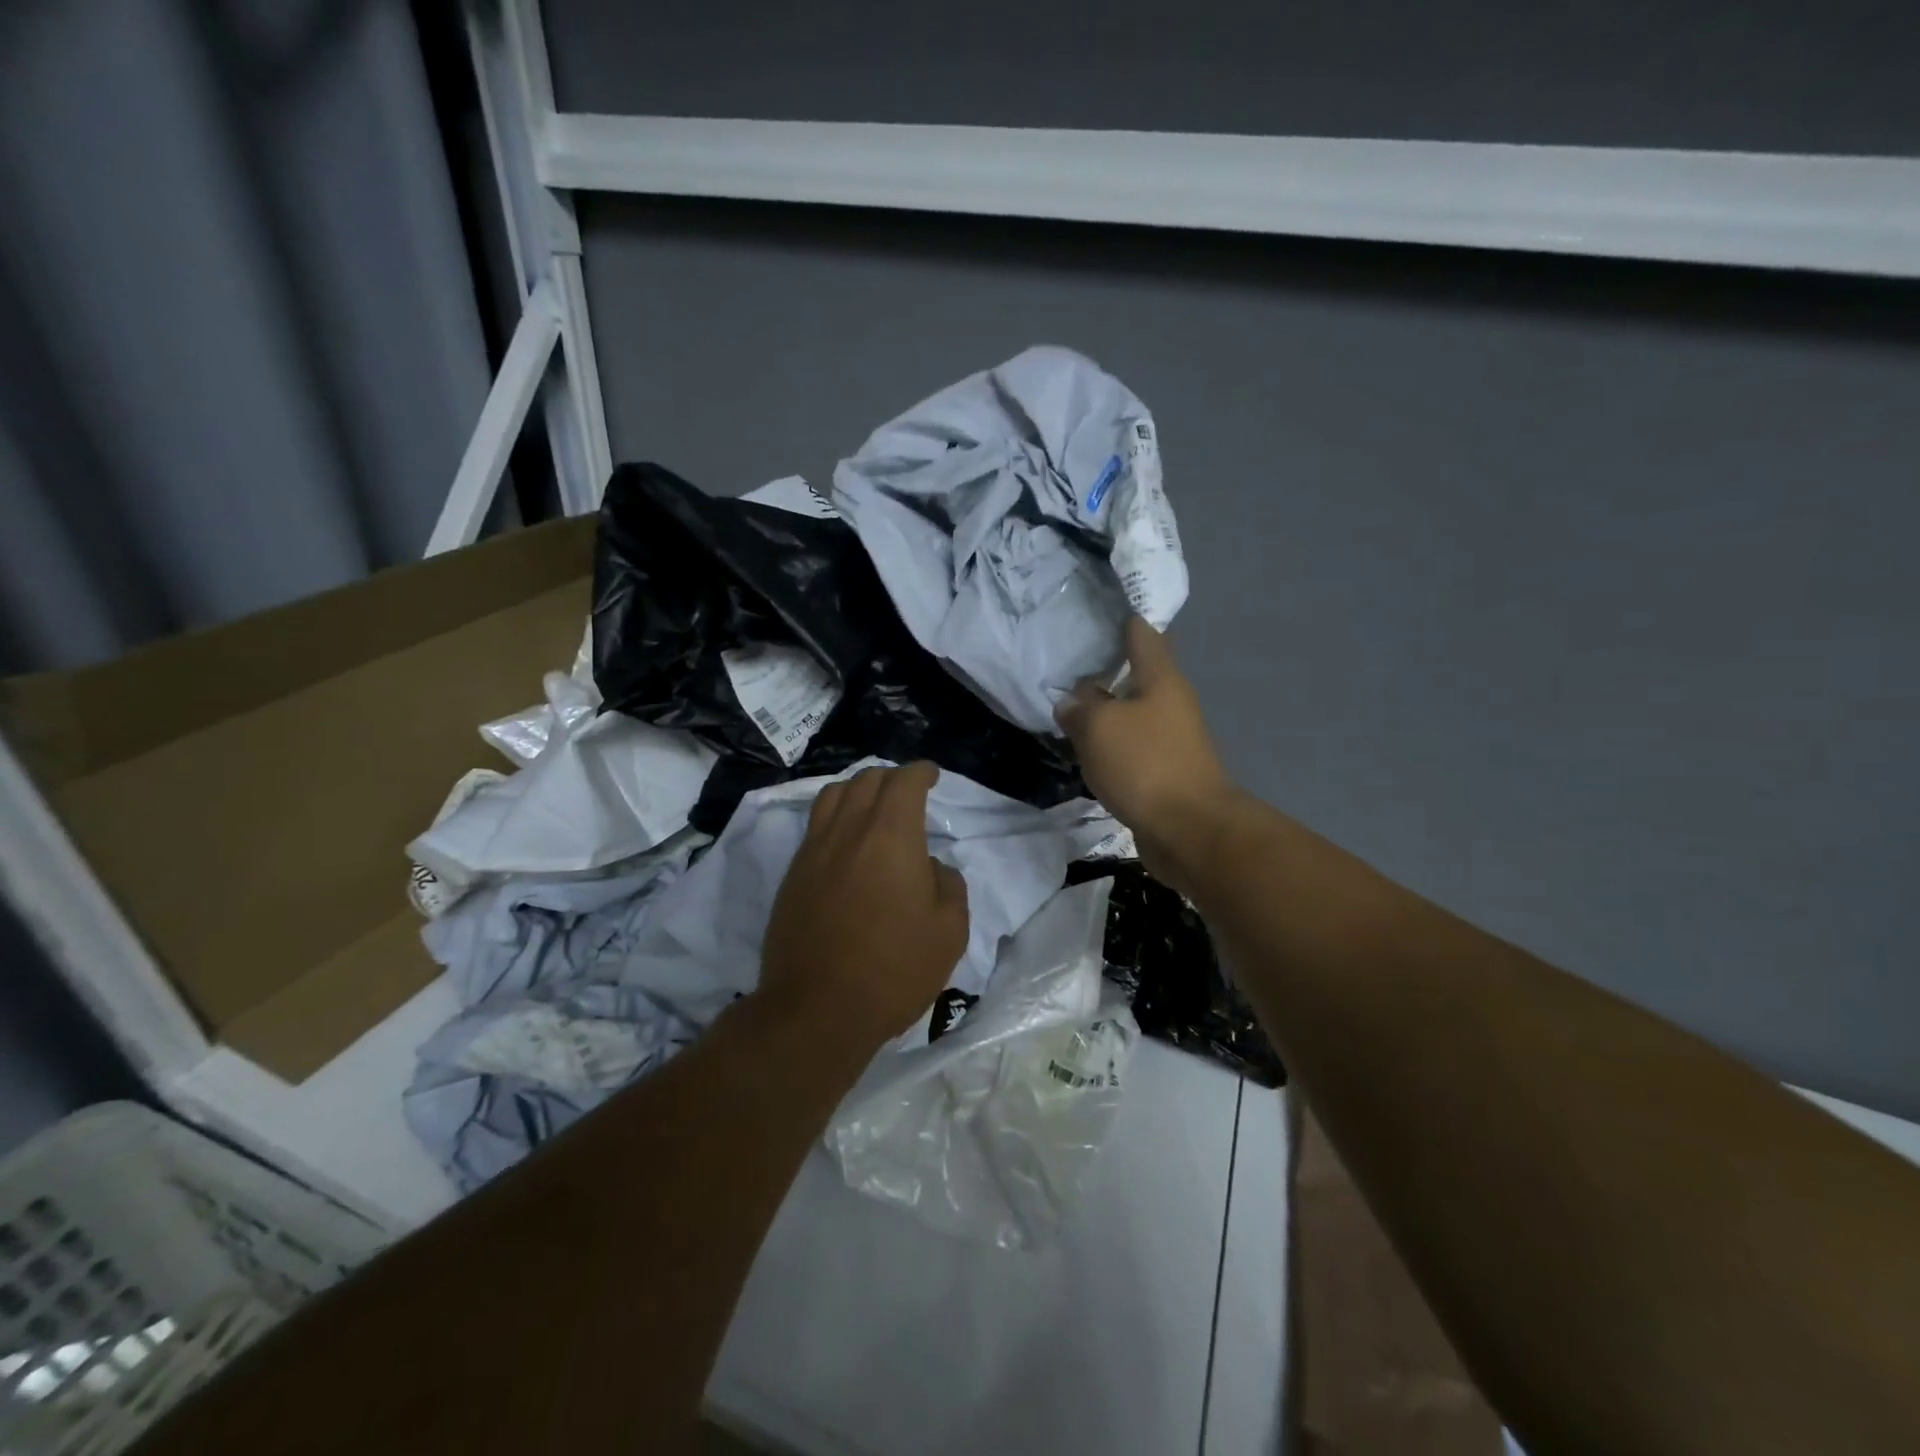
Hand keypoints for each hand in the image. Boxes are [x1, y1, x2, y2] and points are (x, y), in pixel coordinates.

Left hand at [759, 761, 970, 1047]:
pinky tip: (846, 840)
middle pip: (866, 780)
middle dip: (891, 777)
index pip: (903, 782)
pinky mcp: (792, 875)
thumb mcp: (949, 931)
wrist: (817, 1010)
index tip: (931, 775)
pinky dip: (835, 816)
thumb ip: (949, 885)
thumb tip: (930, 866)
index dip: (920, 772)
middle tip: (907, 791)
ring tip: (872, 805)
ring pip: (833, 796)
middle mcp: (848, 830)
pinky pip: (815, 826)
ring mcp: (814, 851)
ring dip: (857, 790)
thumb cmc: (893, 969)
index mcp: (891, 835)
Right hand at [1056, 617, 1238, 888]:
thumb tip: (1072, 702)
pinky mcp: (1162, 771)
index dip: (1121, 618)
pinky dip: (1109, 742)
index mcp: (1161, 679)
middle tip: (1067, 659)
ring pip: (1131, 713)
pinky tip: (1084, 746)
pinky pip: (1130, 746)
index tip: (1097, 608)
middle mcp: (1170, 702)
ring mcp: (1170, 739)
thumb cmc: (1145, 764)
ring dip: (1105, 708)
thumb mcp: (1101, 726)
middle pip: (1137, 674)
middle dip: (1106, 666)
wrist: (1188, 830)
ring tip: (1068, 703)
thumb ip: (1081, 707)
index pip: (1142, 634)